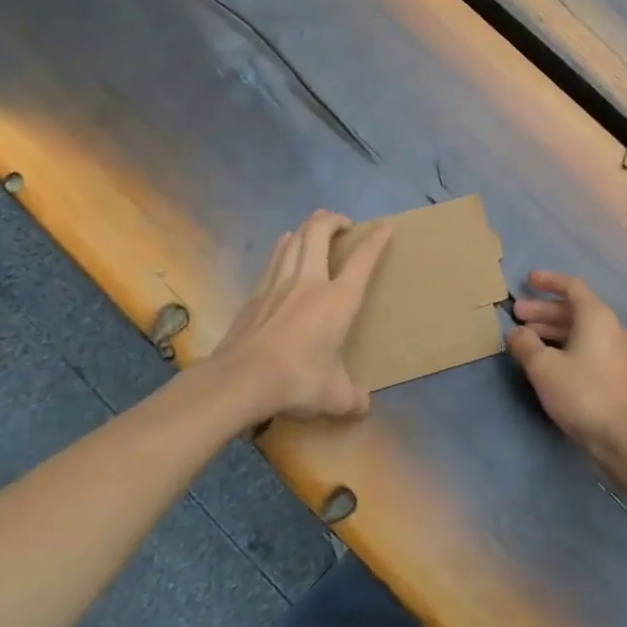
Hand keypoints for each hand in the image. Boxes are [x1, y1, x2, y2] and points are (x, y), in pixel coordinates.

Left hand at [211, 210, 391, 425]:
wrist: (241, 379)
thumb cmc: (297, 380)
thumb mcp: (334, 396)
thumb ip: (352, 398)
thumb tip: (362, 407)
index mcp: (338, 299)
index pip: (362, 260)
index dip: (376, 241)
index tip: (384, 228)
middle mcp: (309, 282)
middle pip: (319, 233)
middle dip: (333, 220)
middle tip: (343, 223)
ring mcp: (278, 285)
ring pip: (293, 241)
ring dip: (307, 228)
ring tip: (314, 229)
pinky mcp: (255, 295)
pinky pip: (274, 260)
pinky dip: (284, 248)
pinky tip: (283, 248)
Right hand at [507, 271, 626, 458]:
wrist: (626, 436)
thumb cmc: (584, 392)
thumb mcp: (544, 367)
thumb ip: (526, 345)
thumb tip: (515, 332)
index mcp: (595, 315)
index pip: (571, 286)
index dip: (548, 281)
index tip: (528, 280)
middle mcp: (609, 327)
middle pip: (573, 309)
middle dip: (543, 311)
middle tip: (516, 315)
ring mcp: (616, 351)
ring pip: (579, 330)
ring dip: (552, 330)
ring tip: (525, 339)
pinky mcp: (616, 373)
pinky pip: (586, 348)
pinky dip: (564, 346)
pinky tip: (547, 362)